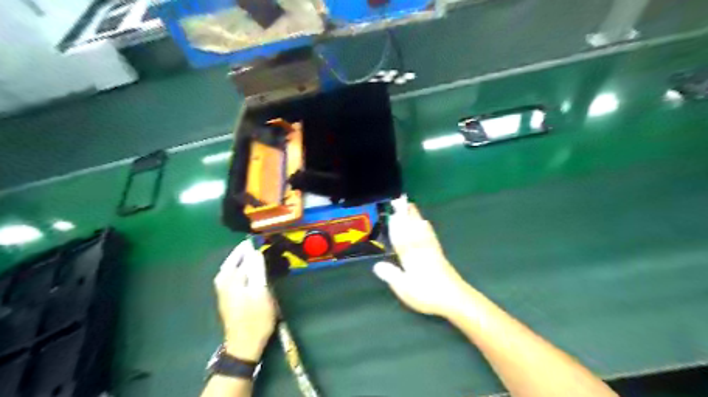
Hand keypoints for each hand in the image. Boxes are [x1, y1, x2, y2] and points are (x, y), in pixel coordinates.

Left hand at [213, 239, 276, 361]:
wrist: (244, 344)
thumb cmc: (256, 318)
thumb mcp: (261, 291)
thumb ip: (257, 270)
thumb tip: (255, 251)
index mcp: (230, 278)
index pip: (241, 254)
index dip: (252, 246)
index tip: (262, 238)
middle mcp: (223, 281)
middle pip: (233, 260)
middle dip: (244, 251)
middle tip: (258, 244)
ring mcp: (223, 290)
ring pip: (232, 268)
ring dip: (242, 260)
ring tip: (255, 254)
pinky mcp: (228, 297)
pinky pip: (233, 275)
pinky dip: (241, 269)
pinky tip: (250, 270)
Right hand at [373, 200, 468, 316]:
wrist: (455, 299)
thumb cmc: (428, 295)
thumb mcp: (405, 289)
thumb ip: (391, 275)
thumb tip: (376, 265)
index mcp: (411, 257)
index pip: (401, 238)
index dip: (396, 226)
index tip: (392, 213)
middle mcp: (421, 250)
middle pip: (412, 229)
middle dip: (406, 215)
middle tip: (401, 200)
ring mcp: (431, 251)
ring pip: (421, 230)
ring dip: (415, 217)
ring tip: (412, 207)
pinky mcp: (439, 254)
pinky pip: (430, 236)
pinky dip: (426, 227)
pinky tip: (426, 224)